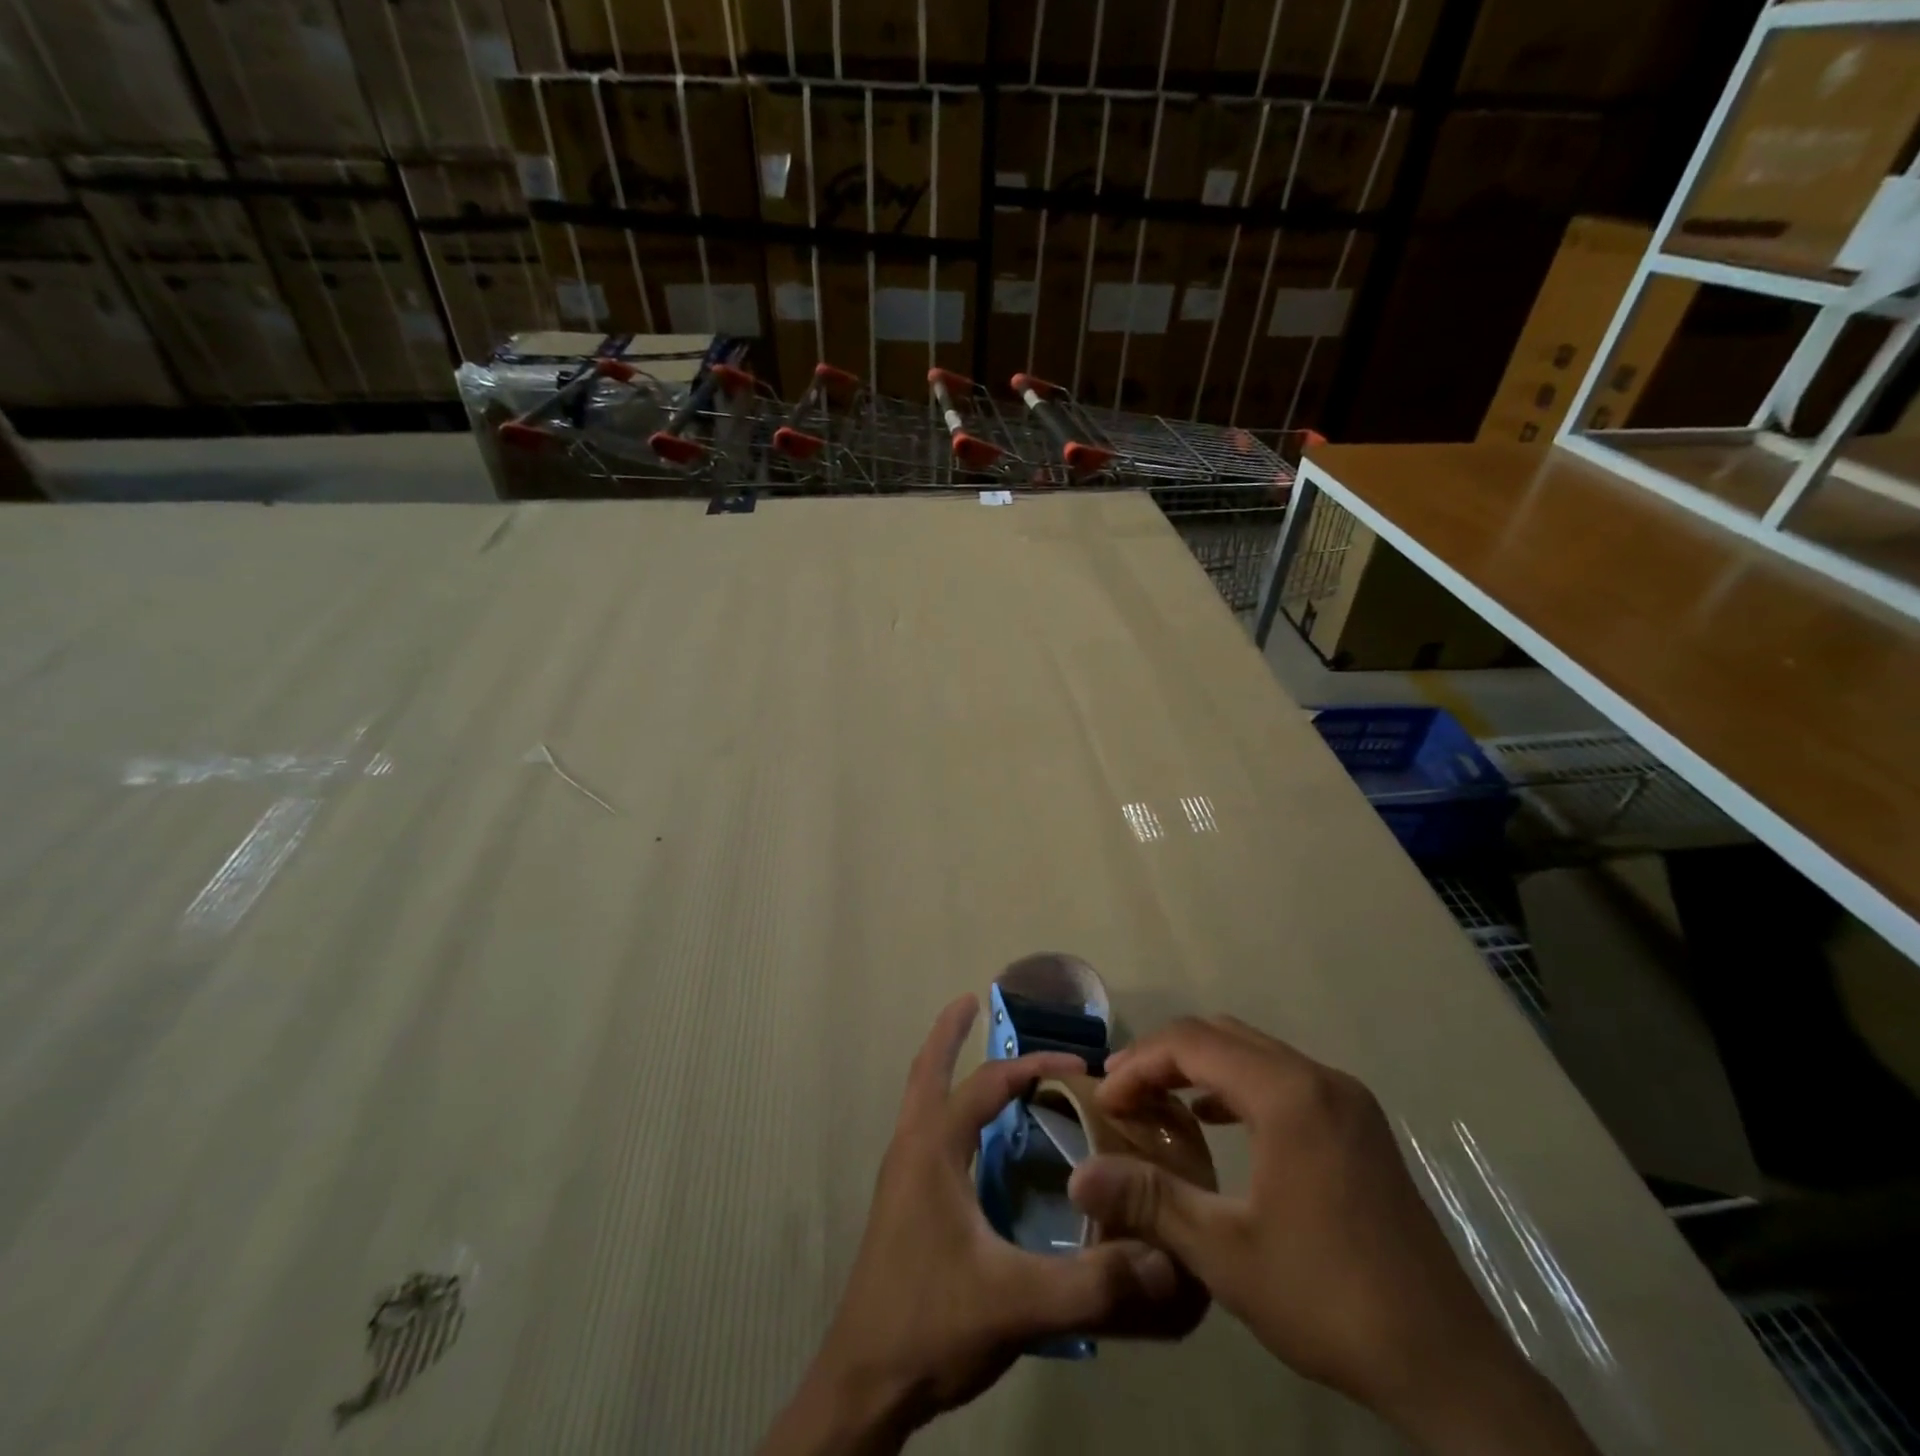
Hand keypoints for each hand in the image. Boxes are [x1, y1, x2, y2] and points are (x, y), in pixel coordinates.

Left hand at [758, 995, 1204, 1455]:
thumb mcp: (1016, 1303)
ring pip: (920, 1100)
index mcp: (933, 1149)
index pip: (987, 1083)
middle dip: (948, 1033)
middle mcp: (911, 1148)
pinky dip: (947, 1110)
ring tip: (974, 1055)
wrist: (863, 1385)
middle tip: (970, 1002)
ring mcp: (900, 1176)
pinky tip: (974, 1139)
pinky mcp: (901, 1204)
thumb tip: (1162, 1259)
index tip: (1080, 1065)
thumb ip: (1091, 1283)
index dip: (1034, 1066)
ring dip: (945, 1068)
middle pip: (927, 1071)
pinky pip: (925, 1132)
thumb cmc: (930, 1325)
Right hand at [1067, 1017, 1599, 1455]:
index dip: (1139, 1063)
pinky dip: (1236, 1084)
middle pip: (1221, 1035)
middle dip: (1164, 1057)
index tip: (1104, 1098)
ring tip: (1157, 1103)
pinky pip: (1281, 1076)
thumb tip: (1078, 1173)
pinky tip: (1213, 1120)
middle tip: (1123, 1094)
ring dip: (1199, 1067)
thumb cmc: (1328, 1298)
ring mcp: (1345, 1097)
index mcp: (1288, 1094)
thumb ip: (1149, 1199)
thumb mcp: (1225, 1253)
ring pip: (1252, 1051)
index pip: (1192, 1043)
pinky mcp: (1358, 1123)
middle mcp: (1318, 1077)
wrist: (1447, 1365)